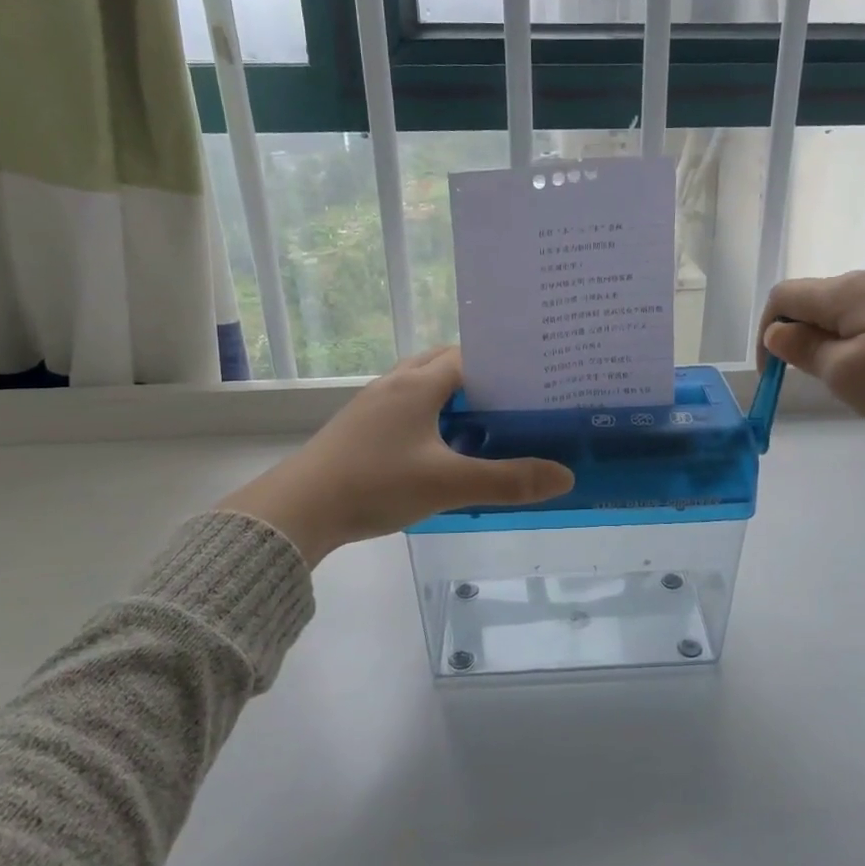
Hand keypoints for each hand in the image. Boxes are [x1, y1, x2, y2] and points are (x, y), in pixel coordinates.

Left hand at [215, 347, 573, 565]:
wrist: (298, 509)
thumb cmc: (375, 484)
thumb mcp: (448, 484)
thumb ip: (508, 480)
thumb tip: (566, 476)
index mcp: (418, 384)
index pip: (469, 356)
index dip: (503, 365)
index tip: (534, 384)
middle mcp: (395, 384)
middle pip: (444, 364)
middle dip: (480, 378)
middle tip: (515, 403)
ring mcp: (372, 405)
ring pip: (421, 386)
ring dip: (452, 397)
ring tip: (486, 424)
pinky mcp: (359, 427)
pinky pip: (405, 408)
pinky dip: (430, 416)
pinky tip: (442, 447)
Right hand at [757, 271, 864, 468]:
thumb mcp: (845, 374)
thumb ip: (804, 350)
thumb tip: (778, 332)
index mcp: (846, 291)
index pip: (783, 296)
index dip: (766, 332)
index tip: (775, 374)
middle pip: (815, 301)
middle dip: (801, 339)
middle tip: (817, 382)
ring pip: (846, 312)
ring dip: (833, 343)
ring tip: (855, 383)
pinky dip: (863, 343)